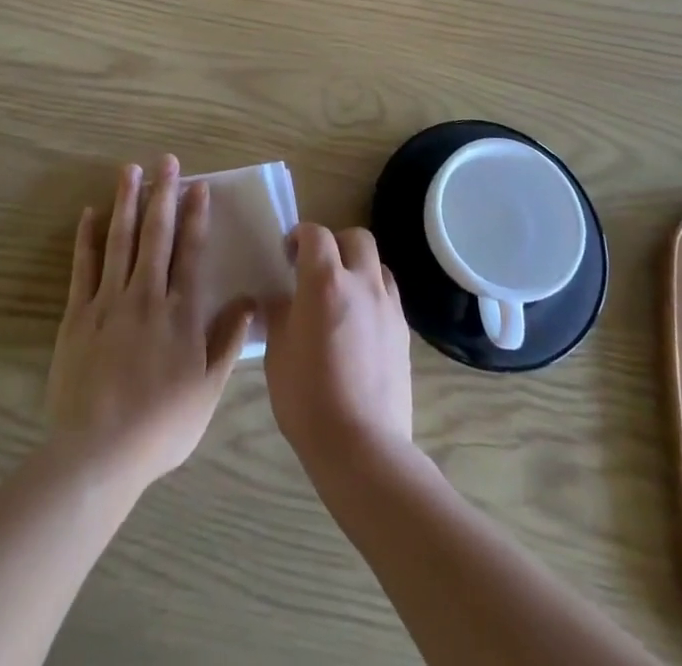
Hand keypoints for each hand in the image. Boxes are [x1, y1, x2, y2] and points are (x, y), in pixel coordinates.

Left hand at [46, 156, 255, 493]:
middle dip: (162, 194)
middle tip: (166, 160)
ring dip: (126, 202)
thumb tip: (248, 301)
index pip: (191, 252)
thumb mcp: (208, 390)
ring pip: (119, 240)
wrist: (99, 452)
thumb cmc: (162, 425)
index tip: (198, 187)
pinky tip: (89, 213)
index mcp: (180, 313)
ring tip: (130, 169)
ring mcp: (108, 302)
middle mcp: (146, 296)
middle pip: (156, 235)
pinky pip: (83, 267)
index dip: (196, 217)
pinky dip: (87, 238)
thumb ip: (227, 341)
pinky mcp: (78, 315)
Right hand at [263, 224, 413, 473]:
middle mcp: (362, 283)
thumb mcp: (277, 352)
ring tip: (342, 296)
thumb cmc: (308, 398)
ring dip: (359, 268)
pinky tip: (359, 327)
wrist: (362, 446)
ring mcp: (388, 307)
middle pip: (357, 238)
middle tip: (317, 268)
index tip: (288, 254)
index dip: (300, 236)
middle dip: (336, 243)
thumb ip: (279, 313)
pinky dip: (373, 297)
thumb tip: (279, 298)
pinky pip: (388, 297)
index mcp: (325, 282)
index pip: (316, 234)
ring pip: (378, 265)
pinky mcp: (404, 332)